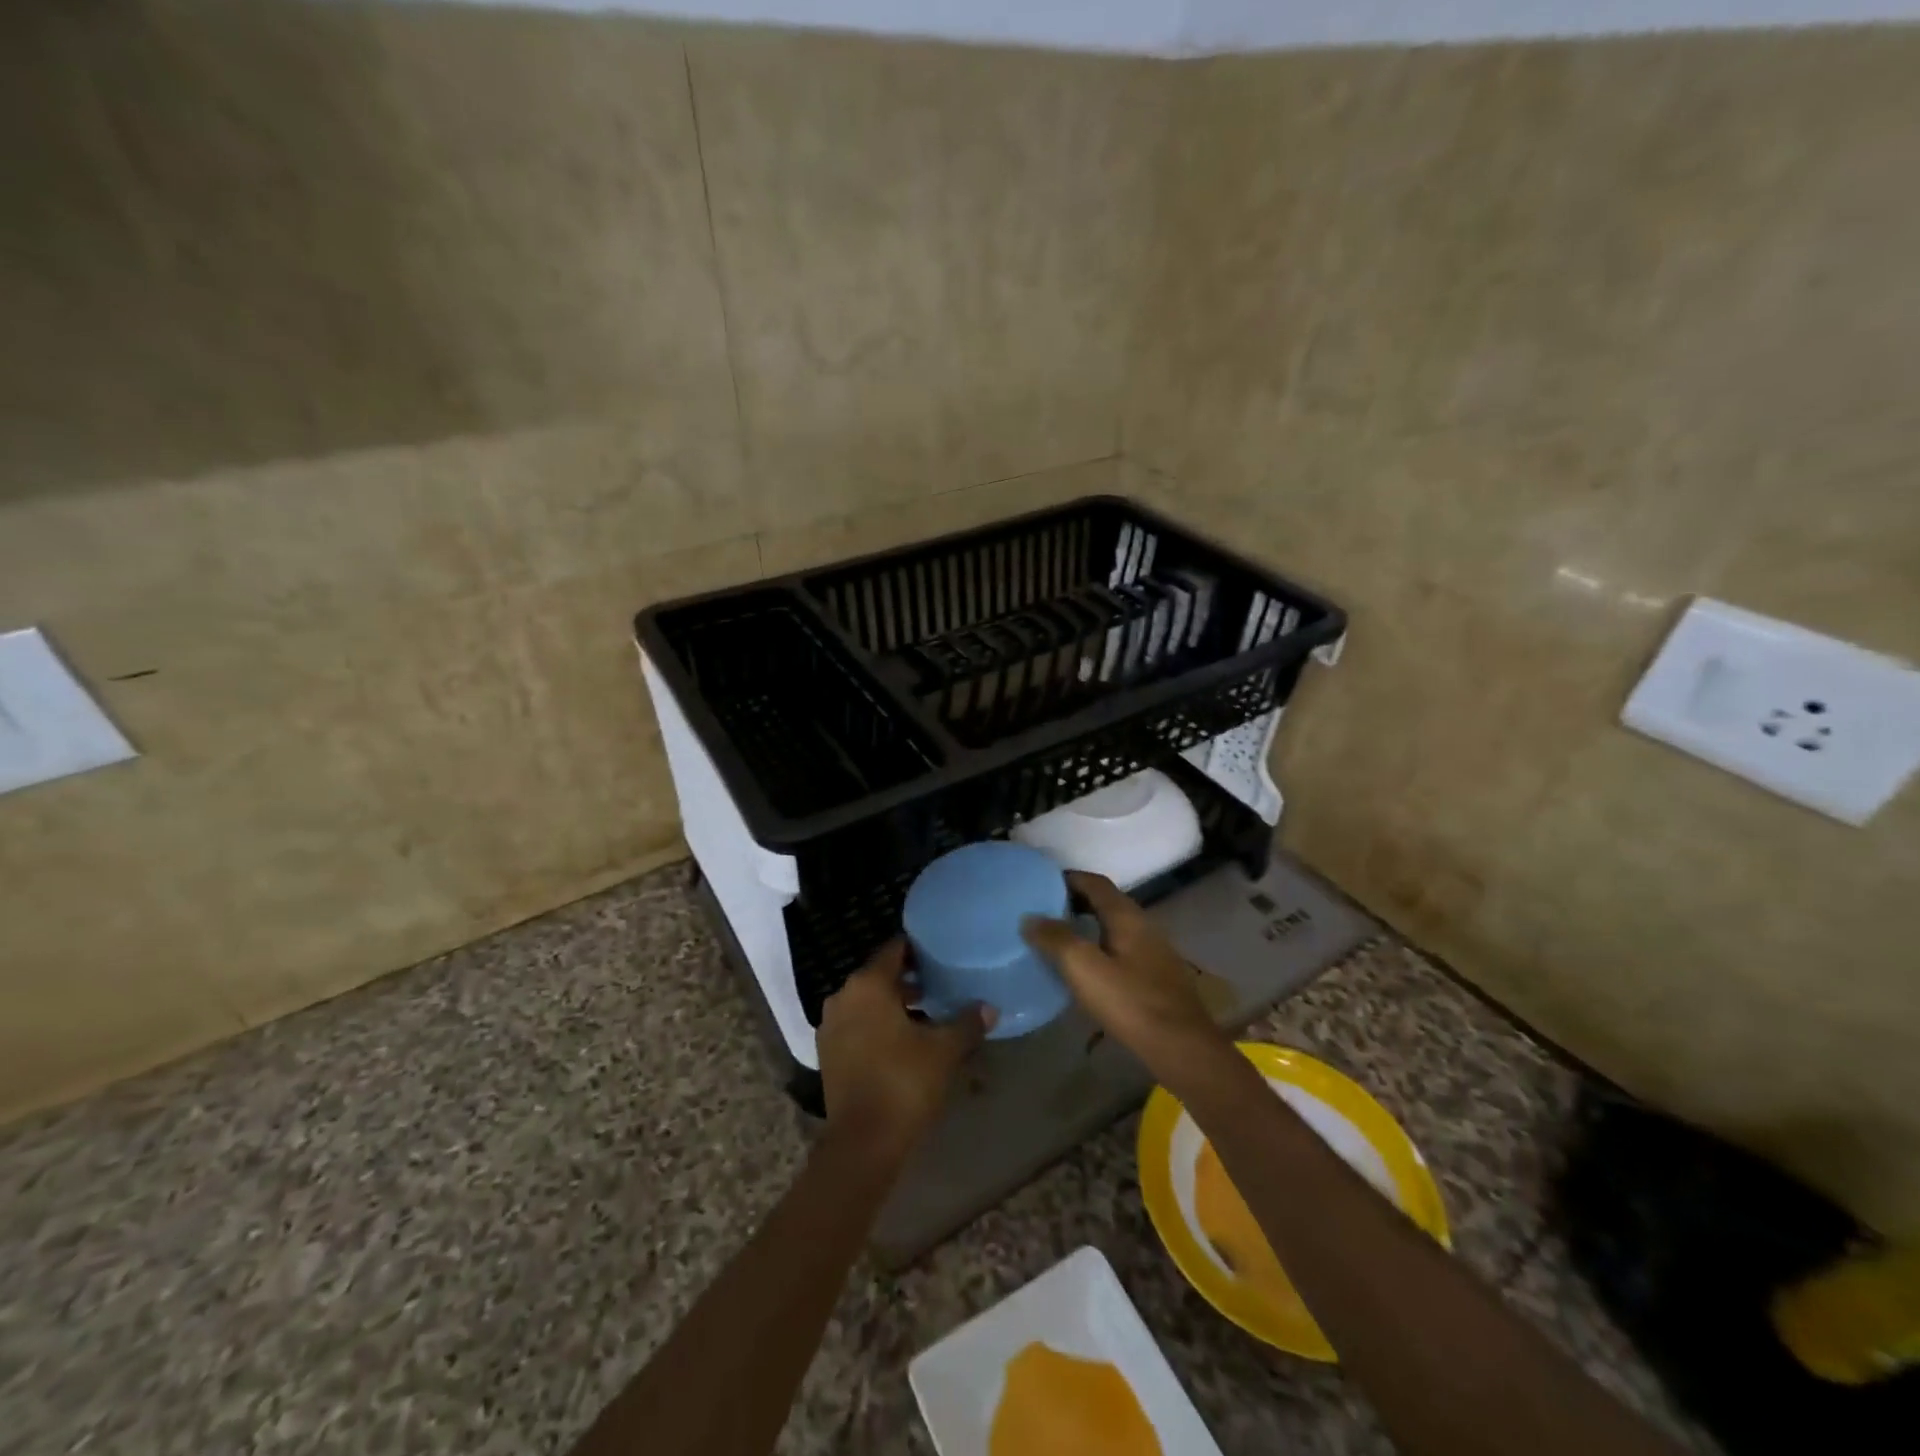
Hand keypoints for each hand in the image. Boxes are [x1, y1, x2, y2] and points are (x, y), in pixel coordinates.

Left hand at [816, 939, 992, 1165]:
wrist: (863, 1142)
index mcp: (868, 984)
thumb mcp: (944, 1050)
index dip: (919, 949)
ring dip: (893, 1004)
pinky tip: (904, 1040)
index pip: (895, 949)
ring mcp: (831, 1025)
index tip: (940, 953)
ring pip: (867, 1001)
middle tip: (940, 984)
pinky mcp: (828, 1052)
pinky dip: (877, 1024)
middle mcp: (843, 996)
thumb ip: (967, 1023)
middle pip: (879, 975)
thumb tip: (989, 1007)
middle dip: (909, 979)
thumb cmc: (904, 1082)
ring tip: (927, 1013)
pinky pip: (856, 1024)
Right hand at [1022, 872, 1228, 1082]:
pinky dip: (1099, 947)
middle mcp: (1143, 925)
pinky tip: (1086, 968)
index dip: (1068, 878)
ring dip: (1087, 925)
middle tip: (1043, 910)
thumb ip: (1056, 939)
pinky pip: (1121, 948)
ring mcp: (1153, 951)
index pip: (1094, 883)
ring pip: (1114, 926)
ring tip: (1058, 937)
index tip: (1040, 884)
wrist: (1181, 1047)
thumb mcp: (1084, 968)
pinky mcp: (1155, 976)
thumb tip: (1030, 917)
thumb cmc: (1130, 1002)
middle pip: (1106, 902)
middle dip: (1075, 901)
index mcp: (1126, 916)